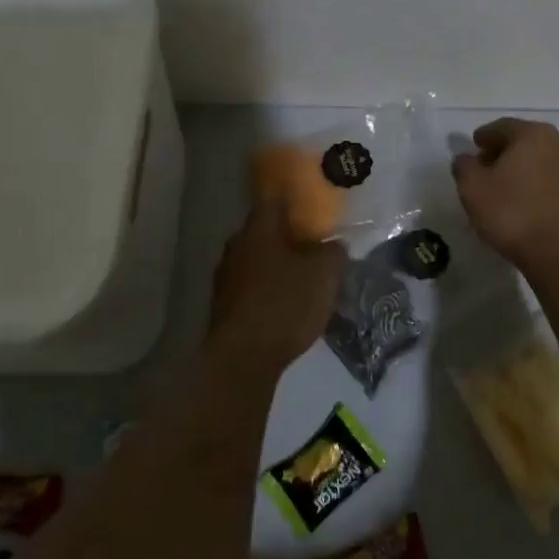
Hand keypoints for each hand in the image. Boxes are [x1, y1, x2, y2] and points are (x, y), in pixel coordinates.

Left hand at [205, 199, 346, 377]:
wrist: (242, 359)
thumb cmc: (285, 304)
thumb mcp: (325, 275)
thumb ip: (334, 252)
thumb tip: (334, 244)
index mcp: (259, 228)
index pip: (275, 199)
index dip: (295, 200)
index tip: (314, 205)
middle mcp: (236, 245)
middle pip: (266, 231)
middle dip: (289, 236)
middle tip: (316, 245)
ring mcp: (226, 276)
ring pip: (258, 260)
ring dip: (278, 265)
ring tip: (304, 277)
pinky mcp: (224, 305)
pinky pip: (252, 286)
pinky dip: (269, 289)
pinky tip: (286, 304)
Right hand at [451, 118, 558, 271]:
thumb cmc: (512, 213)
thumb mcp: (472, 188)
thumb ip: (464, 166)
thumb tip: (465, 158)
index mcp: (533, 134)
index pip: (501, 127)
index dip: (483, 137)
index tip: (472, 149)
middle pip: (524, 142)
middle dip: (503, 153)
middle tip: (484, 169)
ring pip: (540, 162)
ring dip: (521, 170)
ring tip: (503, 189)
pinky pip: (552, 182)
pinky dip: (536, 186)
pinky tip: (524, 204)